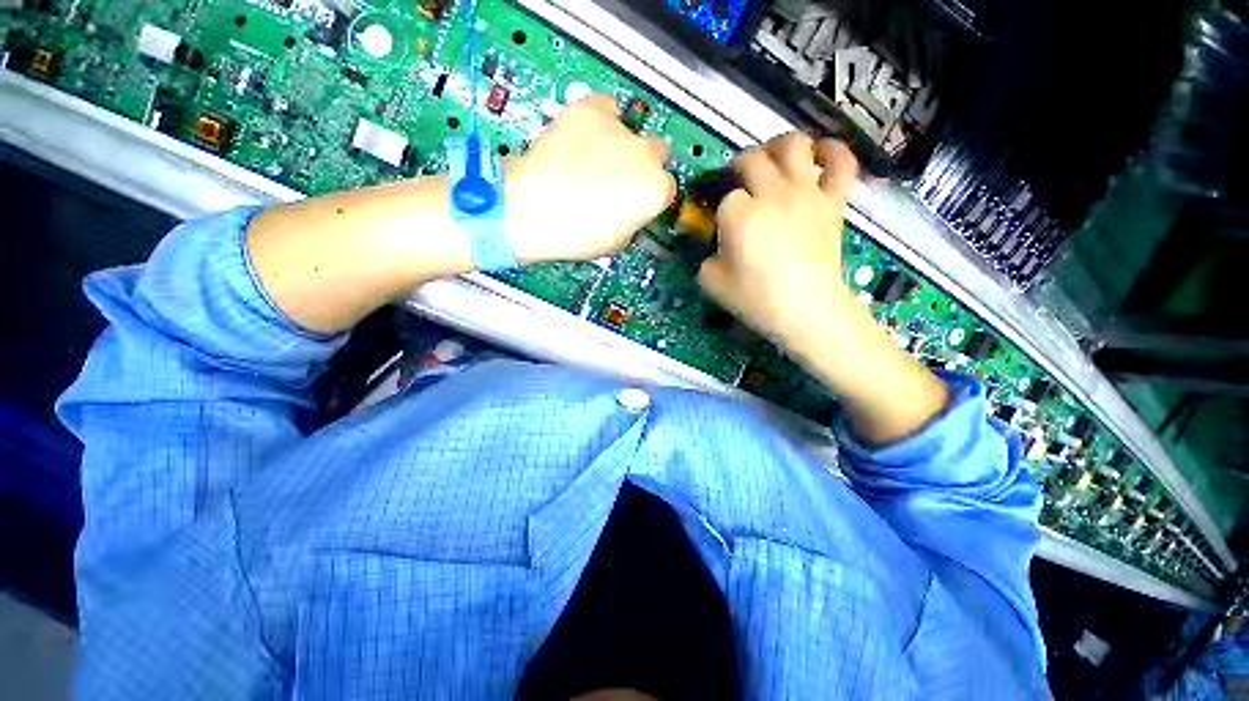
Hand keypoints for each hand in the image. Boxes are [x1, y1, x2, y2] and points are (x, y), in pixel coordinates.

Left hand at [504, 95, 675, 263]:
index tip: (638, 198)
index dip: (651, 194)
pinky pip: (605, 106)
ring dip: (620, 143)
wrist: (532, 212)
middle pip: (656, 152)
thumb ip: (636, 218)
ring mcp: (618, 129)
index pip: (667, 186)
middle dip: (641, 165)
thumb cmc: (575, 235)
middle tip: (618, 179)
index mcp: (656, 191)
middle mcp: (645, 155)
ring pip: (631, 129)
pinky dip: (600, 119)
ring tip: (594, 159)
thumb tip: (633, 206)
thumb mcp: (619, 240)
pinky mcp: (589, 111)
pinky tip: (586, 137)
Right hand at [696, 133, 858, 345]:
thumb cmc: (756, 299)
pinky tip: (820, 154)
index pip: (724, 196)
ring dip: (777, 147)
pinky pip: (840, 163)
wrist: (807, 310)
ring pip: (793, 144)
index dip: (719, 207)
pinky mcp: (832, 201)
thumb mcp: (712, 283)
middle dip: (738, 168)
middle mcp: (772, 193)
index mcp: (738, 213)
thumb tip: (714, 246)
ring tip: (771, 160)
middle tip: (737, 184)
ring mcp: (805, 193)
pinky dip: (832, 152)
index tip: (720, 222)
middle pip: (752, 158)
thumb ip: (705, 257)